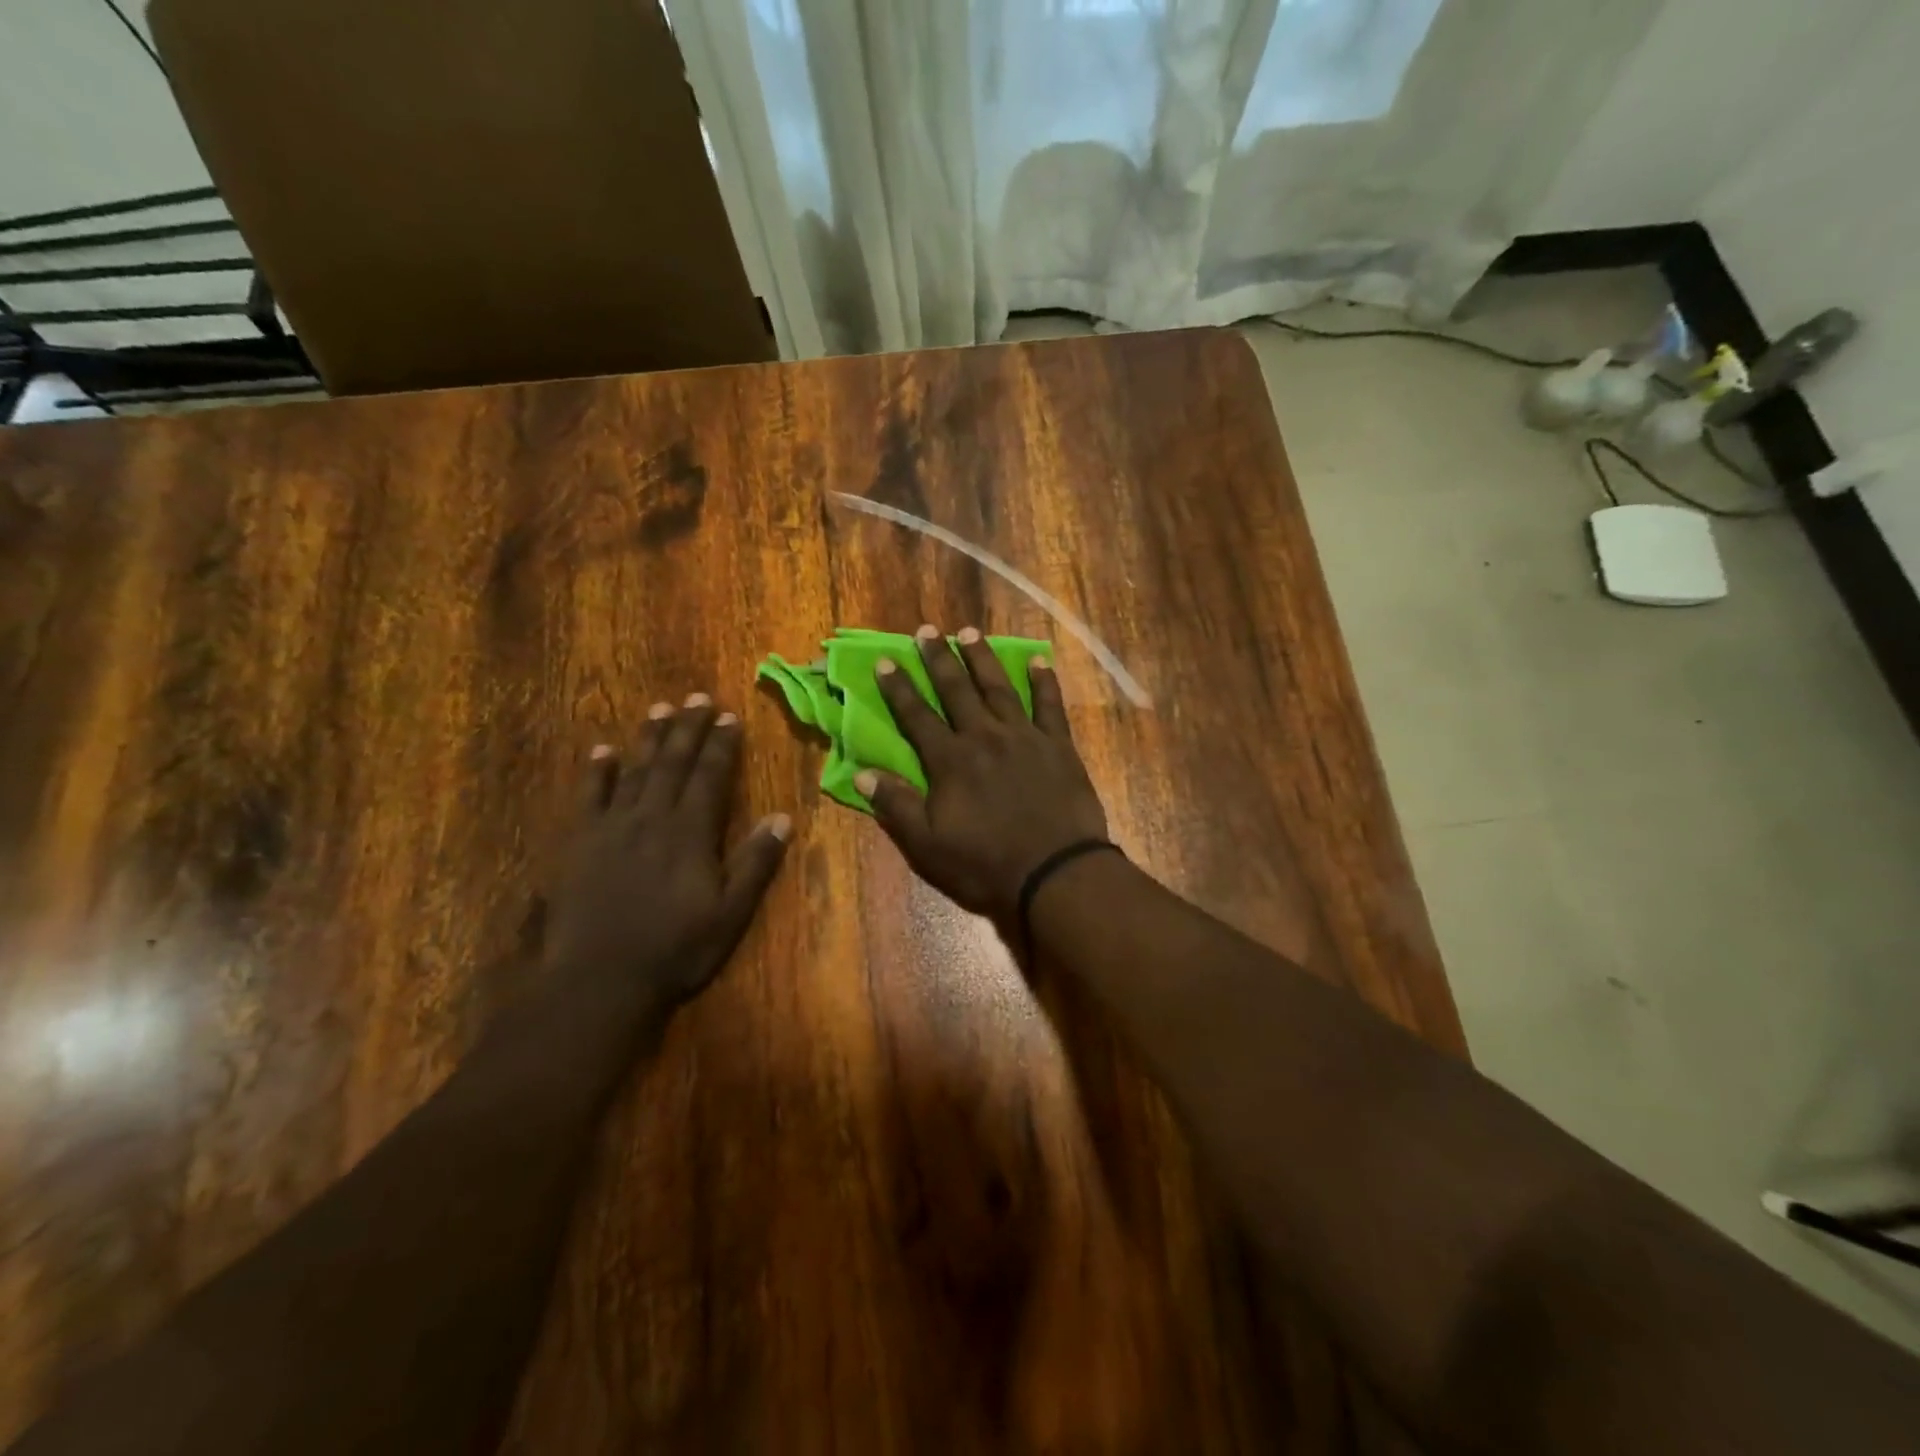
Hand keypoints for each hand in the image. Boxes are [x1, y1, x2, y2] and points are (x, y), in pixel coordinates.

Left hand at [544, 695, 791, 1023]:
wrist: (598, 981)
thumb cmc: (675, 950)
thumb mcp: (730, 914)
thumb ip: (755, 864)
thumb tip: (783, 818)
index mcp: (691, 833)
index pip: (710, 776)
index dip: (721, 745)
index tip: (729, 716)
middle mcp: (652, 818)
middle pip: (673, 763)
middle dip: (688, 728)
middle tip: (698, 697)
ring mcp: (612, 827)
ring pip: (635, 770)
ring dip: (649, 738)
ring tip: (660, 708)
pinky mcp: (580, 843)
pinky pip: (589, 797)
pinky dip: (597, 772)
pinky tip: (602, 751)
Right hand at [859, 625, 1107, 919]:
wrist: (1054, 872)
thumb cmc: (985, 863)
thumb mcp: (927, 845)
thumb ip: (896, 805)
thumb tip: (861, 773)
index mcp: (950, 760)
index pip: (917, 716)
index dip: (899, 687)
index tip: (885, 659)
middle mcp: (984, 737)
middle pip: (957, 690)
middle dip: (938, 659)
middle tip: (926, 630)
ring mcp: (1024, 737)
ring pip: (999, 688)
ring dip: (982, 658)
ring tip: (969, 632)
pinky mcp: (1058, 746)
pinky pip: (1050, 705)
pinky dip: (1044, 681)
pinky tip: (1038, 661)